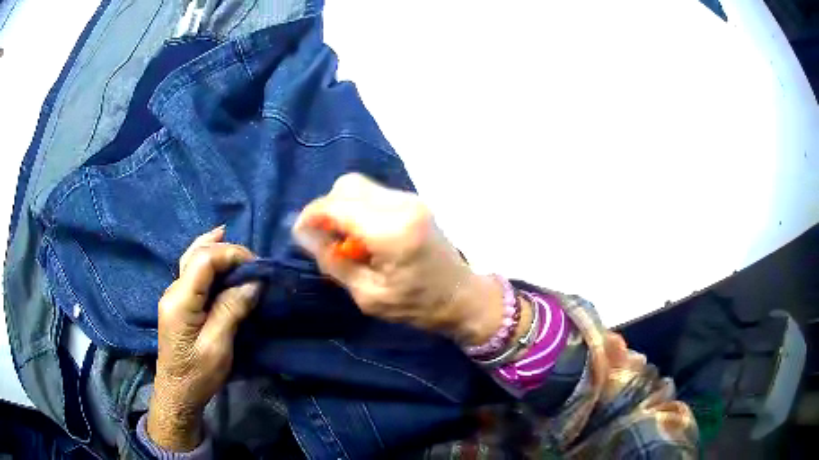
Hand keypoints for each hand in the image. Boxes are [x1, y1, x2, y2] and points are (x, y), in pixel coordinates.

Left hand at [147, 226, 259, 451]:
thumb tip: (253, 283)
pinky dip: (207, 260)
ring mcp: (173, 295)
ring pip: (191, 259)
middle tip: (251, 259)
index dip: (231, 254)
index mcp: (180, 300)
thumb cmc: (197, 374)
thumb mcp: (218, 346)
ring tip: (230, 238)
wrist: (177, 393)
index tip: (257, 266)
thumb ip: (231, 310)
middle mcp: (173, 290)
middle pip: (196, 253)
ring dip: (213, 249)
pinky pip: (192, 272)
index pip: (204, 260)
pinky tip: (215, 257)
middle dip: (224, 249)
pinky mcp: (178, 303)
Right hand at [293, 173, 507, 345]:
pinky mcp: (413, 201)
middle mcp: (402, 205)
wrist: (461, 297)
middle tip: (323, 238)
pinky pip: (373, 194)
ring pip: (359, 186)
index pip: (337, 206)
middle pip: (347, 186)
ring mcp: (410, 199)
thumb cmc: (417, 306)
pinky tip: (362, 235)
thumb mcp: (368, 296)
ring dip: (342, 207)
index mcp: (392, 231)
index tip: (299, 233)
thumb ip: (333, 262)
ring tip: (343, 240)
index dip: (311, 215)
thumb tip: (304, 234)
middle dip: (326, 208)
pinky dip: (358, 209)